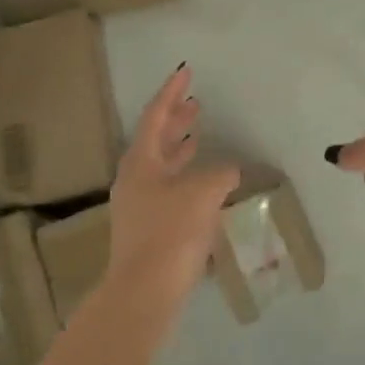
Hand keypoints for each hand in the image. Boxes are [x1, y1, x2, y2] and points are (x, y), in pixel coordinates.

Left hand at [107, 64, 239, 310]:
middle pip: (155, 139)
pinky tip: (204, 182)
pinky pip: (168, 188)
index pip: (156, 115)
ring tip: (199, 135)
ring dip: (181, 148)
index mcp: (141, 161)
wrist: (144, 293)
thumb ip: (220, 173)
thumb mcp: (203, 193)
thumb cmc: (171, 232)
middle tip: (195, 103)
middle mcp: (135, 178)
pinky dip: (186, 176)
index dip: (172, 92)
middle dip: (176, 120)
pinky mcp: (149, 228)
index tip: (185, 70)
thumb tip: (228, 170)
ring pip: (161, 165)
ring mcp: (139, 205)